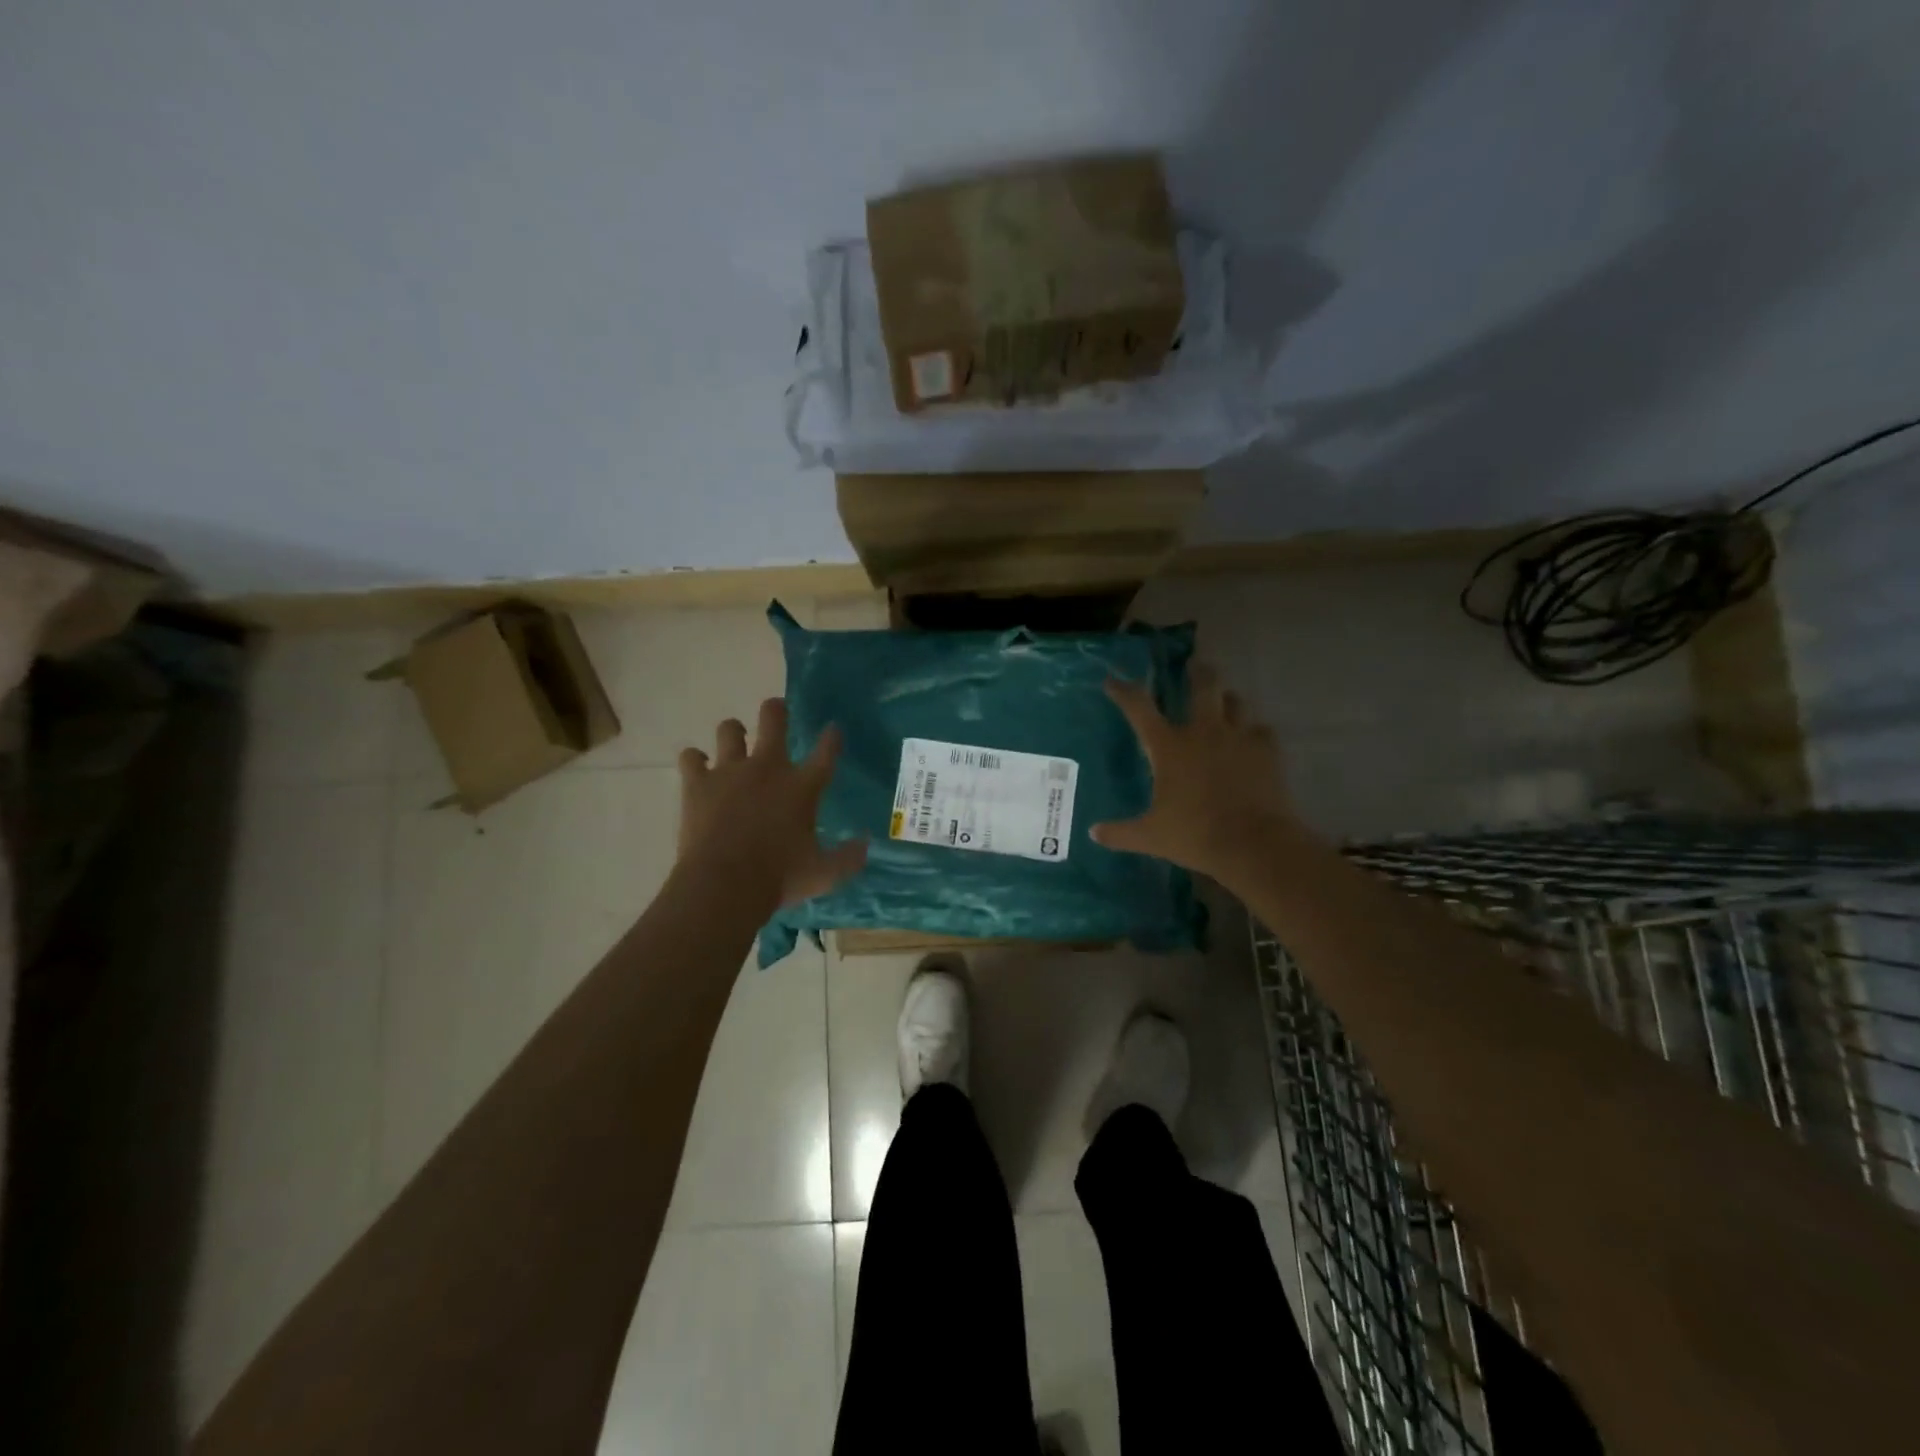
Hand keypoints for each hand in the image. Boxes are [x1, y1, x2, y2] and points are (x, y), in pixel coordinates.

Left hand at [677, 698, 867, 908]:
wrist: (724, 885)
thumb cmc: (779, 879)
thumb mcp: (824, 874)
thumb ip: (848, 858)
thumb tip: (866, 845)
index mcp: (803, 787)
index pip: (825, 751)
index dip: (831, 737)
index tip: (833, 729)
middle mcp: (768, 769)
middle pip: (774, 719)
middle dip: (777, 710)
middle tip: (777, 710)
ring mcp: (730, 772)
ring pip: (729, 729)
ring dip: (733, 733)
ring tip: (735, 741)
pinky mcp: (698, 783)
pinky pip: (691, 757)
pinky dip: (695, 761)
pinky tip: (698, 768)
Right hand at [1091, 667, 1302, 883]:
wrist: (1253, 844)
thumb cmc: (1194, 835)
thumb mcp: (1150, 836)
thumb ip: (1120, 833)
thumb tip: (1094, 833)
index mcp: (1169, 746)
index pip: (1139, 708)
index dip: (1123, 691)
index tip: (1113, 681)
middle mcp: (1203, 732)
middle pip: (1203, 686)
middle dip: (1197, 672)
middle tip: (1195, 665)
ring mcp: (1238, 738)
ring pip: (1236, 702)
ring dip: (1227, 698)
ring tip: (1225, 700)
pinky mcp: (1267, 751)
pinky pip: (1262, 731)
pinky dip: (1255, 732)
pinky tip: (1253, 740)